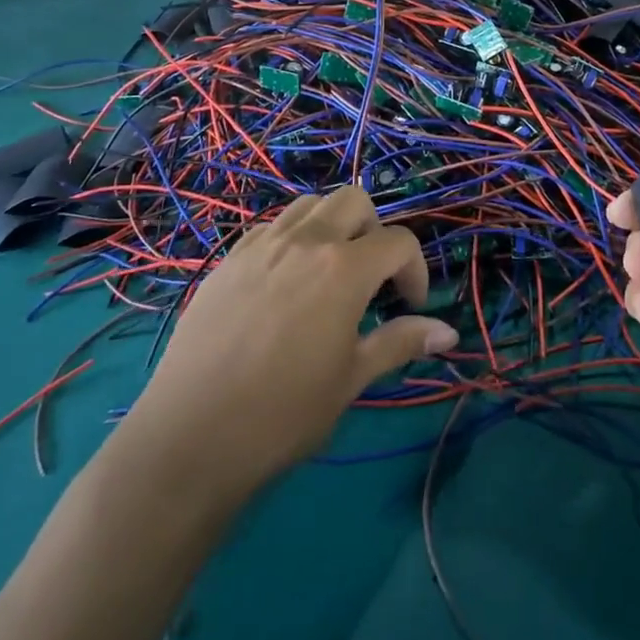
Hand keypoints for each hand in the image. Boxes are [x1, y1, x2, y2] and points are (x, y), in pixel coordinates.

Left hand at [114, 186, 457, 501]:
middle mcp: (304, 241)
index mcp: (343, 268)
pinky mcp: (227, 261)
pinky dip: (292, 239)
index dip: (416, 270)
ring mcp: (260, 246)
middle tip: (372, 277)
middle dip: (375, 231)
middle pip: (355, 200)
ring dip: (332, 226)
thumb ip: (401, 343)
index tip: (410, 306)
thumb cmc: (283, 414)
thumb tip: (450, 332)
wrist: (189, 439)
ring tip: (329, 272)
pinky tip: (285, 283)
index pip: (399, 242)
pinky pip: (270, 227)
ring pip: (310, 205)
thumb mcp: (351, 379)